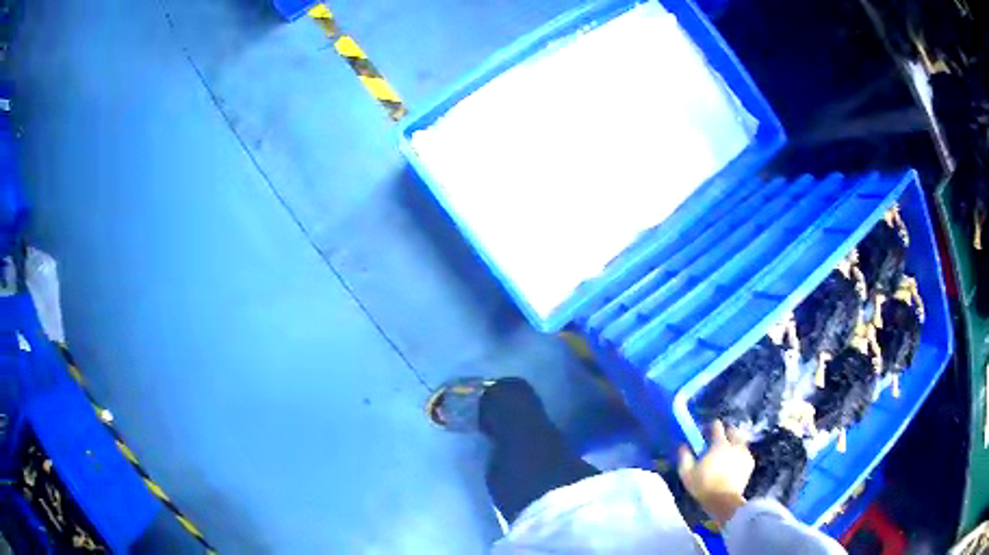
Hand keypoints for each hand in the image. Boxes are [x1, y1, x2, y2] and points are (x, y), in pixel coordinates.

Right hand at [678, 420, 754, 525]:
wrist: (724, 501)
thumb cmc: (704, 486)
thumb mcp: (687, 474)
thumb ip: (685, 457)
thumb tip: (683, 445)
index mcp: (719, 444)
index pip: (717, 426)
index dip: (711, 426)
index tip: (706, 432)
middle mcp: (734, 444)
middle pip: (732, 430)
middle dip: (726, 432)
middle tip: (719, 441)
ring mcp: (744, 453)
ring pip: (740, 441)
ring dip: (734, 443)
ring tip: (728, 453)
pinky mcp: (750, 463)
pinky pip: (745, 453)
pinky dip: (740, 455)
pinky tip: (734, 464)